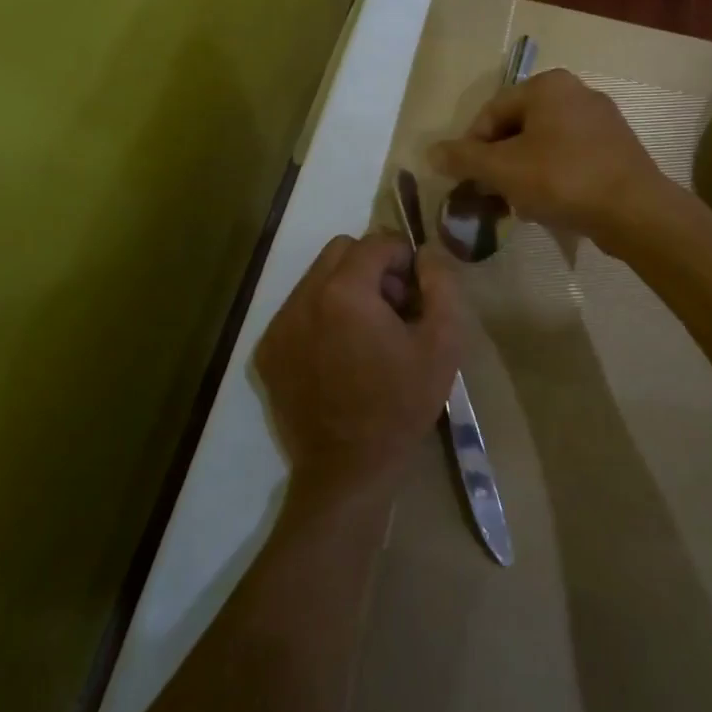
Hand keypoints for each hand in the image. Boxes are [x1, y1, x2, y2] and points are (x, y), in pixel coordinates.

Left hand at [256, 233, 462, 498]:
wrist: (348, 470)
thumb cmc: (401, 406)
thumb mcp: (444, 344)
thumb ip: (442, 284)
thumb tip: (426, 252)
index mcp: (344, 292)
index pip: (376, 241)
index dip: (403, 258)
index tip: (416, 292)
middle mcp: (303, 298)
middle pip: (341, 251)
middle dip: (372, 267)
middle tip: (393, 309)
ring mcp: (279, 325)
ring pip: (316, 278)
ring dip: (346, 290)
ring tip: (366, 334)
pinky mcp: (267, 351)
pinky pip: (298, 309)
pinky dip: (322, 316)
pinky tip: (340, 355)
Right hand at [430, 68, 665, 244]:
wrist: (635, 210)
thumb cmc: (562, 179)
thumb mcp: (503, 169)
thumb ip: (464, 158)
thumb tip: (430, 152)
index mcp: (547, 85)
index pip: (491, 112)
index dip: (471, 147)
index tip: (466, 180)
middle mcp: (576, 91)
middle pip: (517, 127)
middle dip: (498, 162)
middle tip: (490, 194)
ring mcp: (600, 119)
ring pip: (543, 144)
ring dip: (522, 172)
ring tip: (517, 204)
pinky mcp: (615, 147)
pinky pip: (569, 156)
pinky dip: (551, 176)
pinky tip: (548, 204)